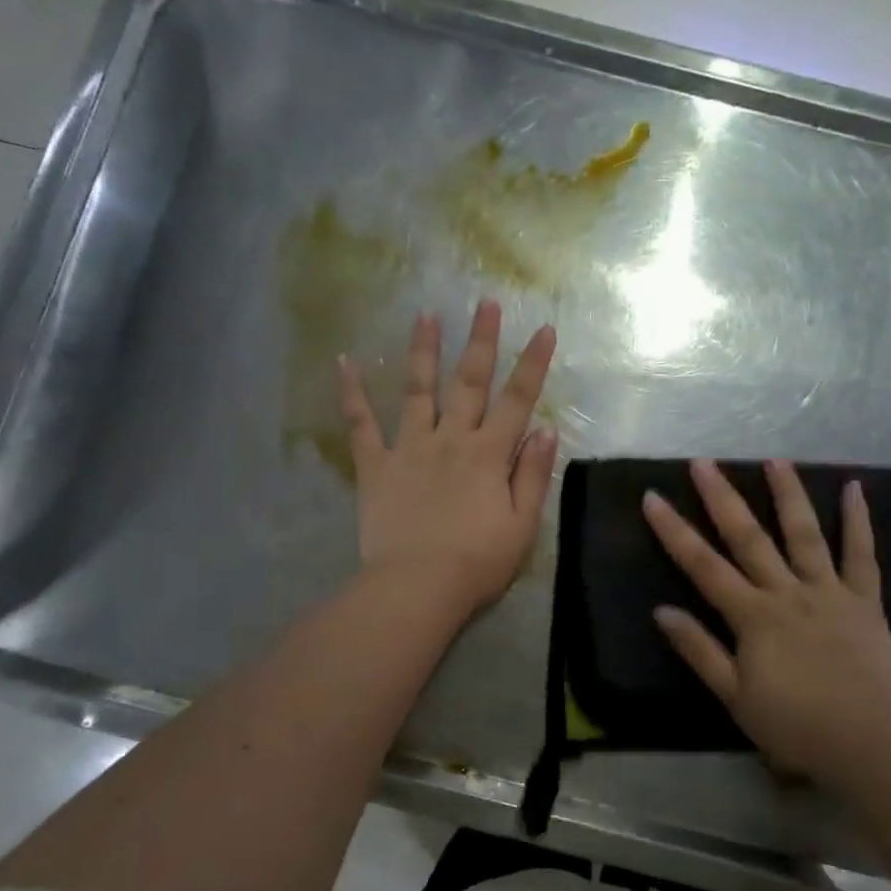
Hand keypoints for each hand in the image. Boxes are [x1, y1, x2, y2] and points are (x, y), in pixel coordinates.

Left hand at [339, 300, 558, 615]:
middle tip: (483, 302)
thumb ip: (533, 475)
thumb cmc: (477, 563)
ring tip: (425, 314)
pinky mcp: (375, 466)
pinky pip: (361, 424)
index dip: (532, 363)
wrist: (417, 588)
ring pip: (418, 390)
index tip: (543, 328)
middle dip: (480, 340)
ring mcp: (409, 448)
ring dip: (423, 351)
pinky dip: (352, 393)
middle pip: (469, 382)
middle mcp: (451, 439)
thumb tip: (545, 429)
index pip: (518, 399)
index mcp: (489, 454)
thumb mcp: (522, 525)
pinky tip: (344, 361)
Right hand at [642, 458, 890, 780]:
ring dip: (788, 494)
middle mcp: (787, 592)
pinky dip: (859, 521)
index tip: (653, 497)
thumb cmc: (794, 725)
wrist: (868, 745)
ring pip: (805, 534)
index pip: (703, 565)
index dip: (674, 530)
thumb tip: (661, 610)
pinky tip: (855, 489)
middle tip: (704, 462)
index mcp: (753, 616)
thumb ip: (699, 650)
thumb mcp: (734, 696)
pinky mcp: (865, 600)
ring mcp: (829, 591)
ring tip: (775, 460)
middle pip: (749, 537)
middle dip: (722, 497)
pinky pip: (862, 555)